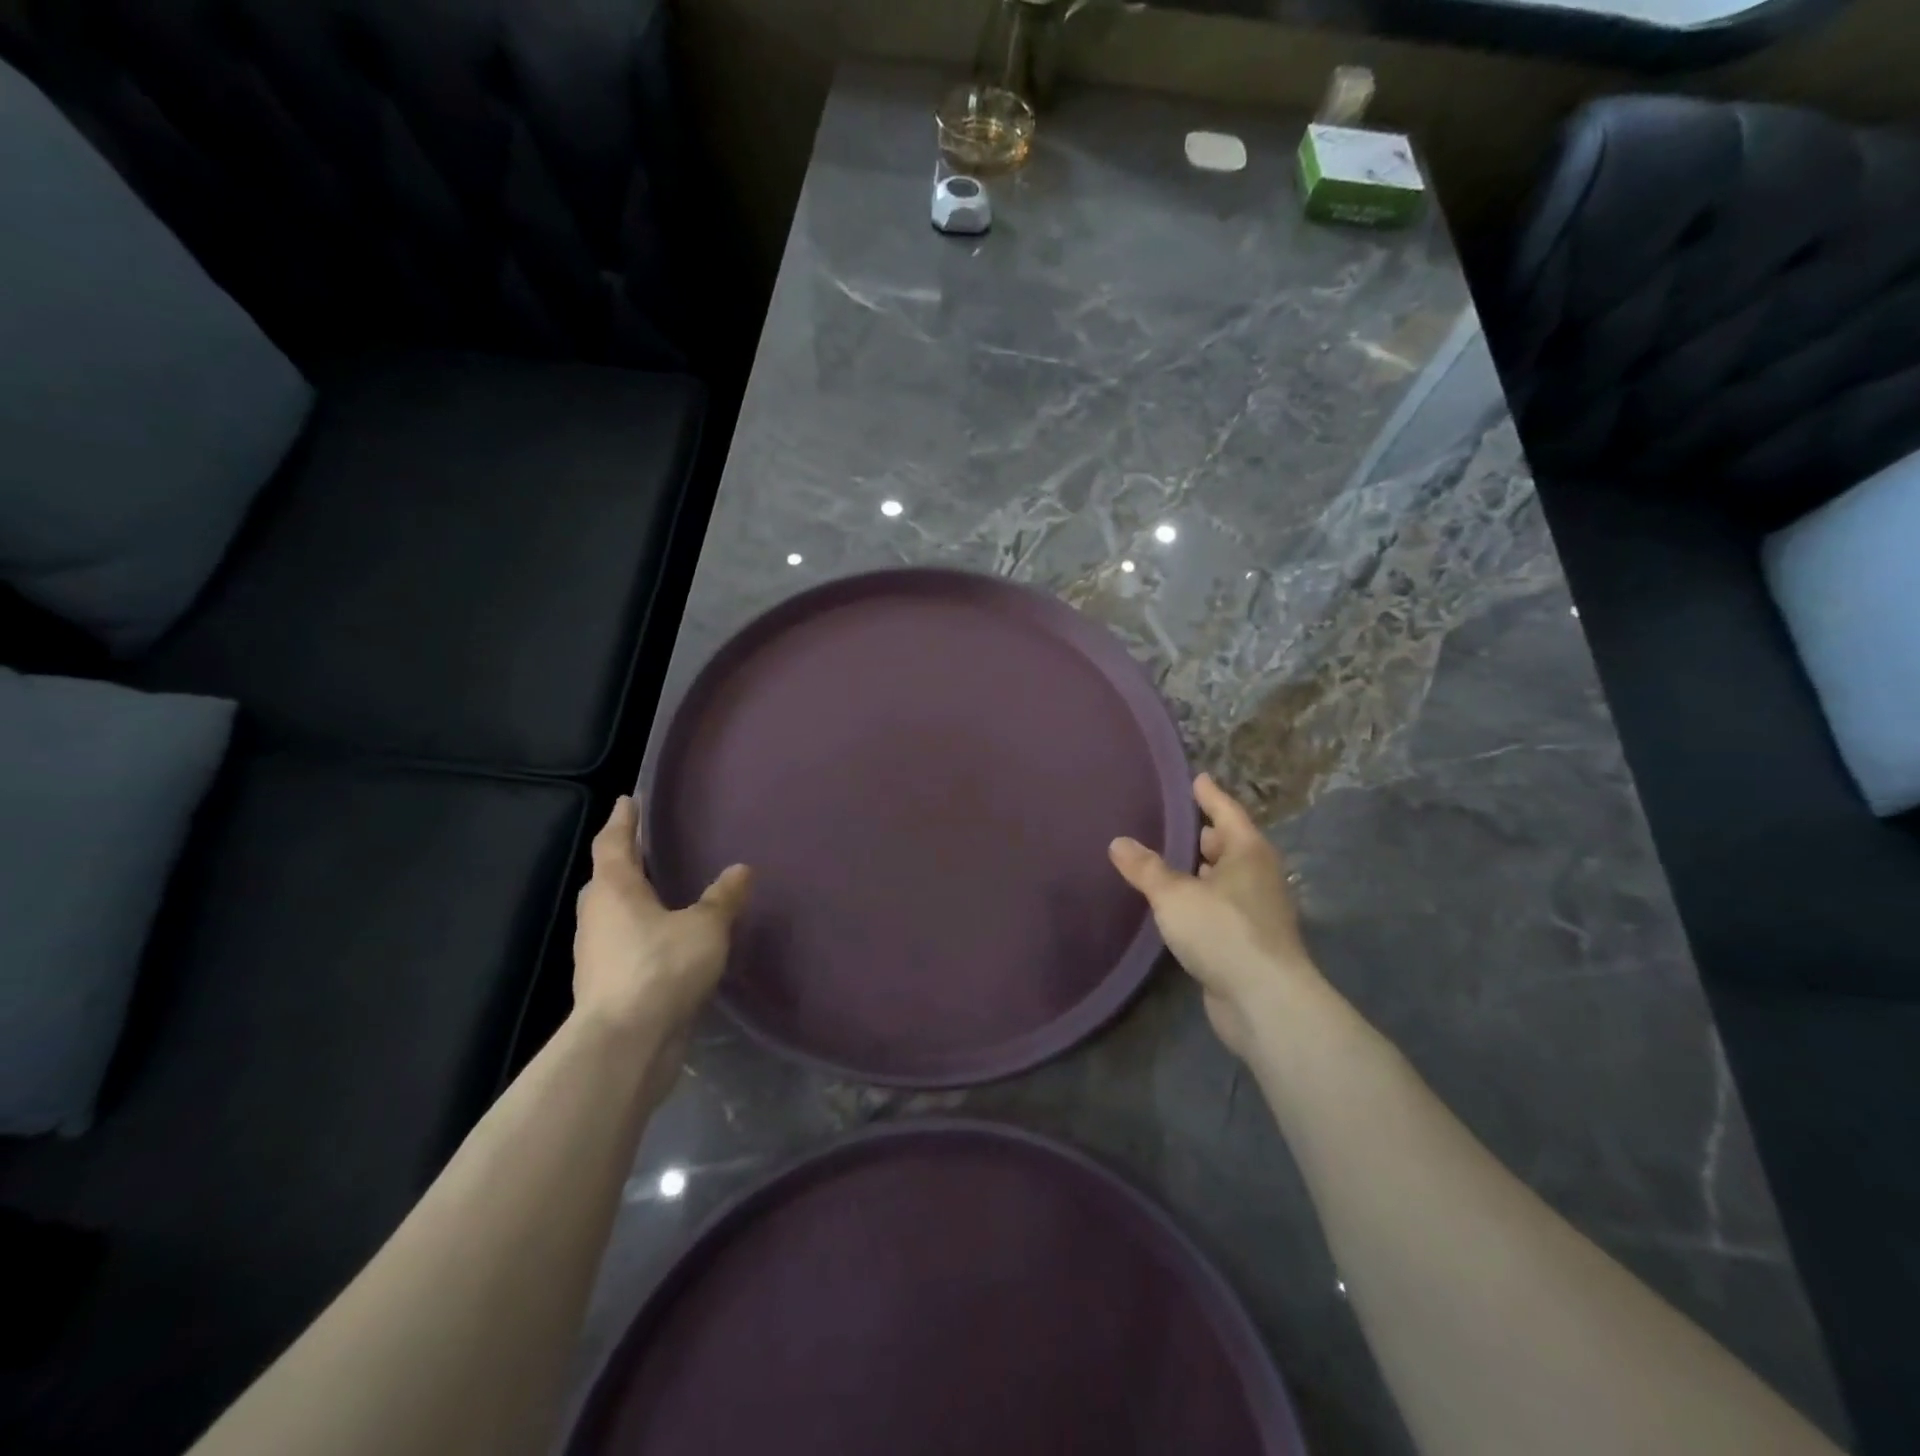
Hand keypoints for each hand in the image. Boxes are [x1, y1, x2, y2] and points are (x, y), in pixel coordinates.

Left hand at [572, 797, 750, 1042]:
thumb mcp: (705, 927)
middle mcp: (599, 917)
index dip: (623, 820)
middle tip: (647, 848)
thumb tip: (741, 869)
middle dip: (623, 861)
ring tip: (663, 893)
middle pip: (607, 879)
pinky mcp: (608, 986)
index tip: (629, 800)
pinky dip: (642, 935)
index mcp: (615, 890)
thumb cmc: (661, 969)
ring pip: (613, 915)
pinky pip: (625, 946)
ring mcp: (598, 955)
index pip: (614, 843)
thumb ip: (723, 897)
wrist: (626, 1045)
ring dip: (633, 901)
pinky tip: (667, 942)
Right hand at [1109, 774, 1322, 1056]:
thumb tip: (1119, 842)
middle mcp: (1258, 876)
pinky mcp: (1249, 943)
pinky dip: (1201, 901)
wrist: (1264, 1001)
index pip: (1227, 812)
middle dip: (1204, 835)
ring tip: (1169, 863)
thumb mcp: (1174, 895)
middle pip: (1229, 845)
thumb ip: (1146, 868)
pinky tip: (1179, 907)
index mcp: (1248, 853)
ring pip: (1225, 880)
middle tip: (1173, 823)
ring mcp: (1257, 912)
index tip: (1197, 778)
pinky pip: (1221, 909)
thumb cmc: (1222, 931)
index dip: (1210, 795)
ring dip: (1202, 872)